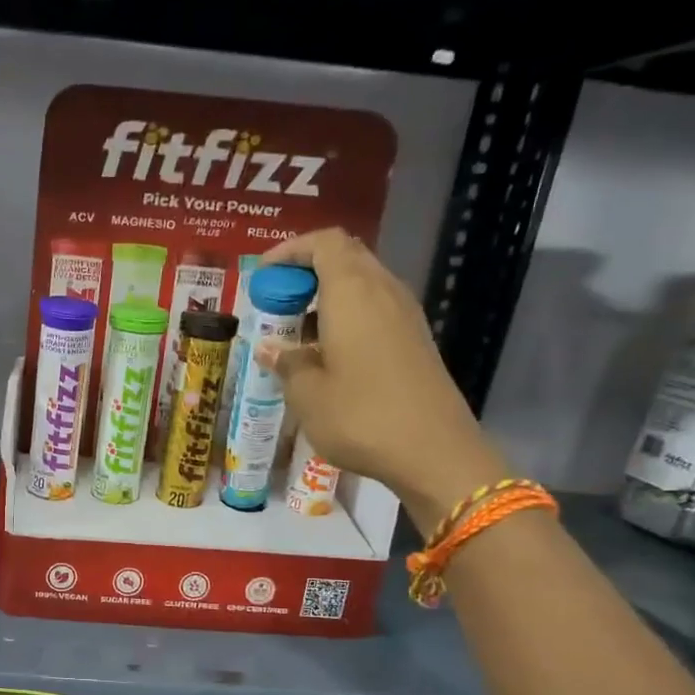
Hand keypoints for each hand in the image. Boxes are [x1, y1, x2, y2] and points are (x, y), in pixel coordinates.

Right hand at [254, 229, 509, 535]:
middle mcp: (383, 292)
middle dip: (306, 272)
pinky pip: (374, 310)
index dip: (290, 250)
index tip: (261, 275)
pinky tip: (325, 354)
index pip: (324, 243)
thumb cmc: (361, 416)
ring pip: (361, 284)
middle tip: (275, 303)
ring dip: (325, 297)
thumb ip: (286, 362)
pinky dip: (345, 317)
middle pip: (345, 258)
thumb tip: (270, 348)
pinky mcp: (414, 340)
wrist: (433, 452)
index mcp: (353, 292)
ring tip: (294, 331)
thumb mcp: (307, 394)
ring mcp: (405, 316)